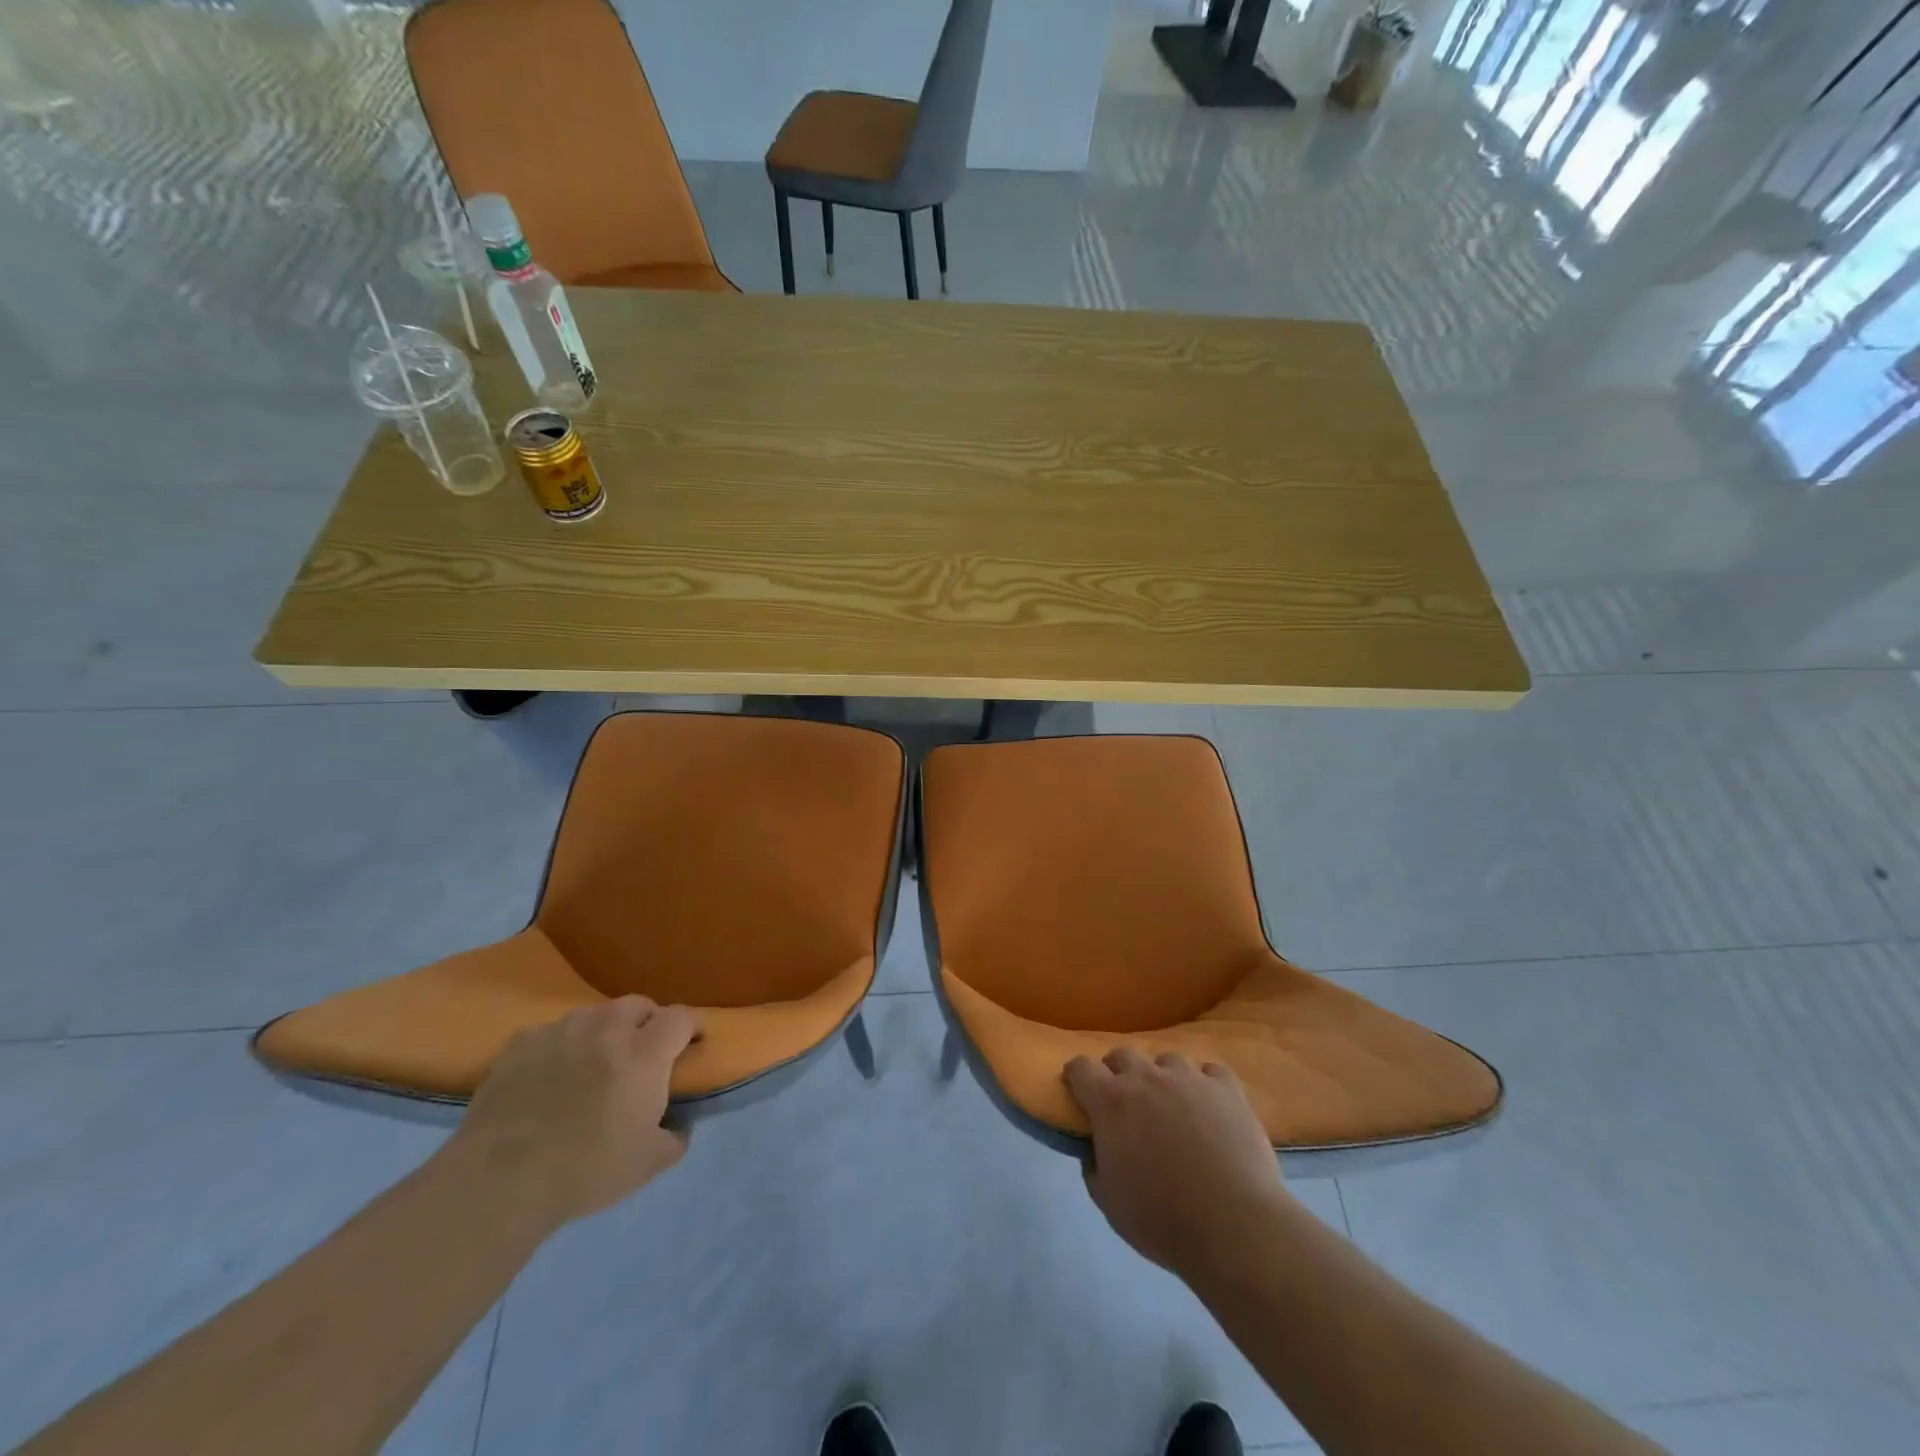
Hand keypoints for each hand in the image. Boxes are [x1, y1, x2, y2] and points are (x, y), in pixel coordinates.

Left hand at [446, 995, 698, 1229]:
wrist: (500, 1181)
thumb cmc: (585, 1171)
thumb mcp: (647, 1165)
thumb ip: (675, 1138)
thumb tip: (680, 1125)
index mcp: (644, 1053)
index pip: (681, 1017)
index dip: (690, 1028)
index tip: (690, 1046)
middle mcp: (606, 1030)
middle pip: (638, 1004)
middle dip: (647, 1022)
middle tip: (642, 1053)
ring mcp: (560, 1032)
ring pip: (594, 1014)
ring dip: (602, 1031)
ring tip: (593, 1061)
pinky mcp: (520, 1044)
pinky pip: (550, 1033)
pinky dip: (558, 1046)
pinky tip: (549, 1074)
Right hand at [1064, 1049, 1292, 1282]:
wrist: (1234, 1227)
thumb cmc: (1162, 1219)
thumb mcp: (1109, 1202)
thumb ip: (1094, 1165)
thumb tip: (1095, 1148)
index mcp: (1111, 1102)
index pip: (1081, 1067)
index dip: (1077, 1077)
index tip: (1079, 1093)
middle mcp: (1146, 1078)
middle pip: (1123, 1055)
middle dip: (1118, 1074)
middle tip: (1127, 1105)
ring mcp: (1189, 1078)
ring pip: (1167, 1060)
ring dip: (1163, 1079)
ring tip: (1174, 1107)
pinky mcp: (1227, 1088)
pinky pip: (1211, 1072)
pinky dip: (1206, 1084)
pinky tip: (1210, 1107)